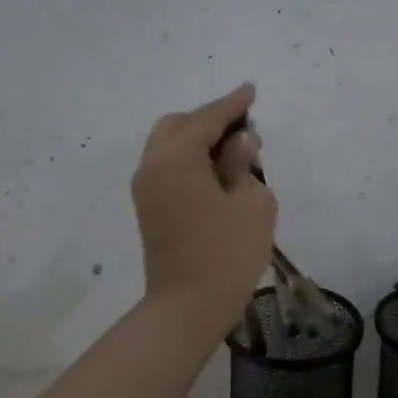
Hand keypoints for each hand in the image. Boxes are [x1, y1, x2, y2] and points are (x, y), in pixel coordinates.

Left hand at [131, 82, 277, 333]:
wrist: (187, 307)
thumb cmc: (227, 253)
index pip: (207, 119)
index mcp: (176, 158)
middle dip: (210, 120)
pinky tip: (217, 171)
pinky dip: (190, 158)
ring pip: (169, 145)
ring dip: (198, 139)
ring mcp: (146, 189)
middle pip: (178, 125)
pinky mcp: (149, 209)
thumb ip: (244, 163)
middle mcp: (153, 166)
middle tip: (244, 127)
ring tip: (234, 150)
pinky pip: (167, 166)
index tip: (251, 90)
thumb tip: (237, 142)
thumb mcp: (252, 202)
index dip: (233, 104)